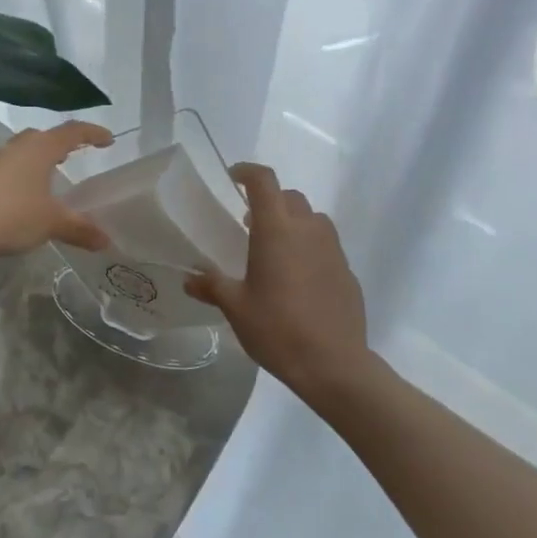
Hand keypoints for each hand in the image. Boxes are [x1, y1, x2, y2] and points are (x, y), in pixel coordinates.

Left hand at [0, 121, 114, 258]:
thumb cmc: (12, 215)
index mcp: (41, 149)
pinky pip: (12, 163)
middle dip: (64, 142)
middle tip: (80, 152)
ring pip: (26, 148)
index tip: (109, 140)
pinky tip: (28, 190)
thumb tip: (106, 240)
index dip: (93, 134)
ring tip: (55, 171)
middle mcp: (19, 146)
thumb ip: (80, 228)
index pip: (72, 132)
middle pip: (46, 135)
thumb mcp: (52, 223)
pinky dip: (27, 169)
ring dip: (43, 155)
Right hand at [186, 163, 373, 405]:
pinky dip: (310, 248)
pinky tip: (299, 279)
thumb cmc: (278, 329)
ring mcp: (333, 249)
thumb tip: (189, 278)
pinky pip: (326, 246)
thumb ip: (211, 287)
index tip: (233, 178)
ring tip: (275, 249)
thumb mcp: (236, 308)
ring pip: (312, 219)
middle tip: (248, 223)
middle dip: (269, 201)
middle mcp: (308, 230)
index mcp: (277, 230)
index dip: (247, 172)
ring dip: (293, 222)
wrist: (334, 365)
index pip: (264, 181)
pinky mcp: (347, 271)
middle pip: (289, 197)